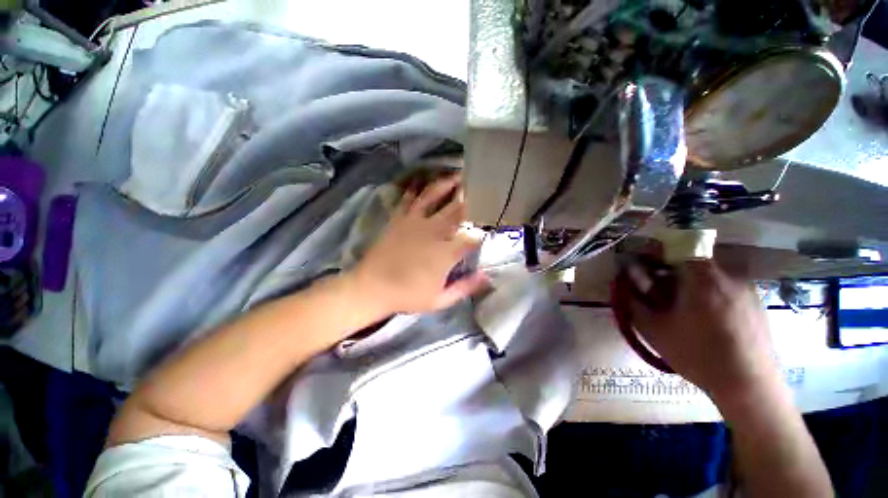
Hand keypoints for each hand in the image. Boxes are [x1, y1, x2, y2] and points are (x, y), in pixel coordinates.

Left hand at [348, 174, 488, 316]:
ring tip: (458, 175)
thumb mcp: (440, 300)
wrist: (372, 288)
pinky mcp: (399, 218)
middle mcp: (433, 231)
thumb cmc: (407, 296)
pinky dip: (417, 188)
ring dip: (448, 184)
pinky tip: (423, 180)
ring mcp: (414, 221)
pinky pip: (409, 199)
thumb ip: (465, 287)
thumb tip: (486, 277)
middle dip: (472, 198)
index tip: (492, 225)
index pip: (472, 237)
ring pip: (434, 197)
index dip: (484, 231)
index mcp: (446, 252)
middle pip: (457, 210)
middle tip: (482, 188)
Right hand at [627, 260, 779, 402]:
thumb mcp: (655, 329)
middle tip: (658, 286)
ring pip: (711, 269)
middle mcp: (729, 274)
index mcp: (703, 278)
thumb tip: (623, 281)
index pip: (678, 244)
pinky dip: (708, 288)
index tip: (643, 263)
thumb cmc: (698, 355)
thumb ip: (634, 300)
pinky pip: (726, 282)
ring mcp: (747, 286)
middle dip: (671, 266)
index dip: (657, 250)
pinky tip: (703, 314)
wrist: (749, 386)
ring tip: (680, 303)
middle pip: (695, 255)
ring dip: (690, 278)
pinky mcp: (755, 300)